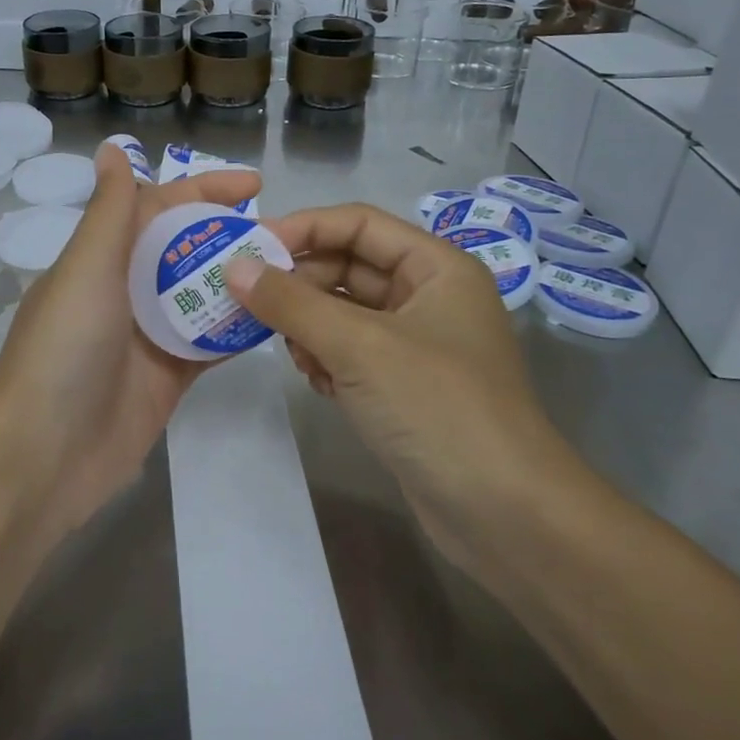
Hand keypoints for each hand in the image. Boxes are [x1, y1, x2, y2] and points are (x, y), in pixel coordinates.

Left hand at [0, 142, 260, 540]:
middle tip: (285, 234)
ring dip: (239, 280)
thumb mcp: (87, 267)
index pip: (159, 206)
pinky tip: (277, 316)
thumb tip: (113, 148)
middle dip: (229, 235)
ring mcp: (148, 336)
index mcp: (102, 257)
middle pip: (185, 249)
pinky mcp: (168, 377)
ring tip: (292, 269)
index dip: (203, 189)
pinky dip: (237, 329)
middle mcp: (125, 289)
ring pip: (201, 294)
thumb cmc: (65, 348)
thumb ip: (110, 210)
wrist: (44, 454)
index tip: (255, 183)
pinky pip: (209, 343)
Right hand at [224, 203, 592, 578]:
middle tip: (249, 302)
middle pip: (348, 267)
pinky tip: (315, 382)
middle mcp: (428, 297)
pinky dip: (325, 359)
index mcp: (436, 267)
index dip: (304, 228)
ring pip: (343, 313)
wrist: (505, 515)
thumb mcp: (359, 346)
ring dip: (308, 326)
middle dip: (300, 284)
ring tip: (289, 351)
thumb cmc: (437, 407)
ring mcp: (416, 345)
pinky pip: (349, 353)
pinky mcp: (403, 387)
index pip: (359, 224)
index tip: (249, 247)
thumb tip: (234, 267)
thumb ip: (291, 302)